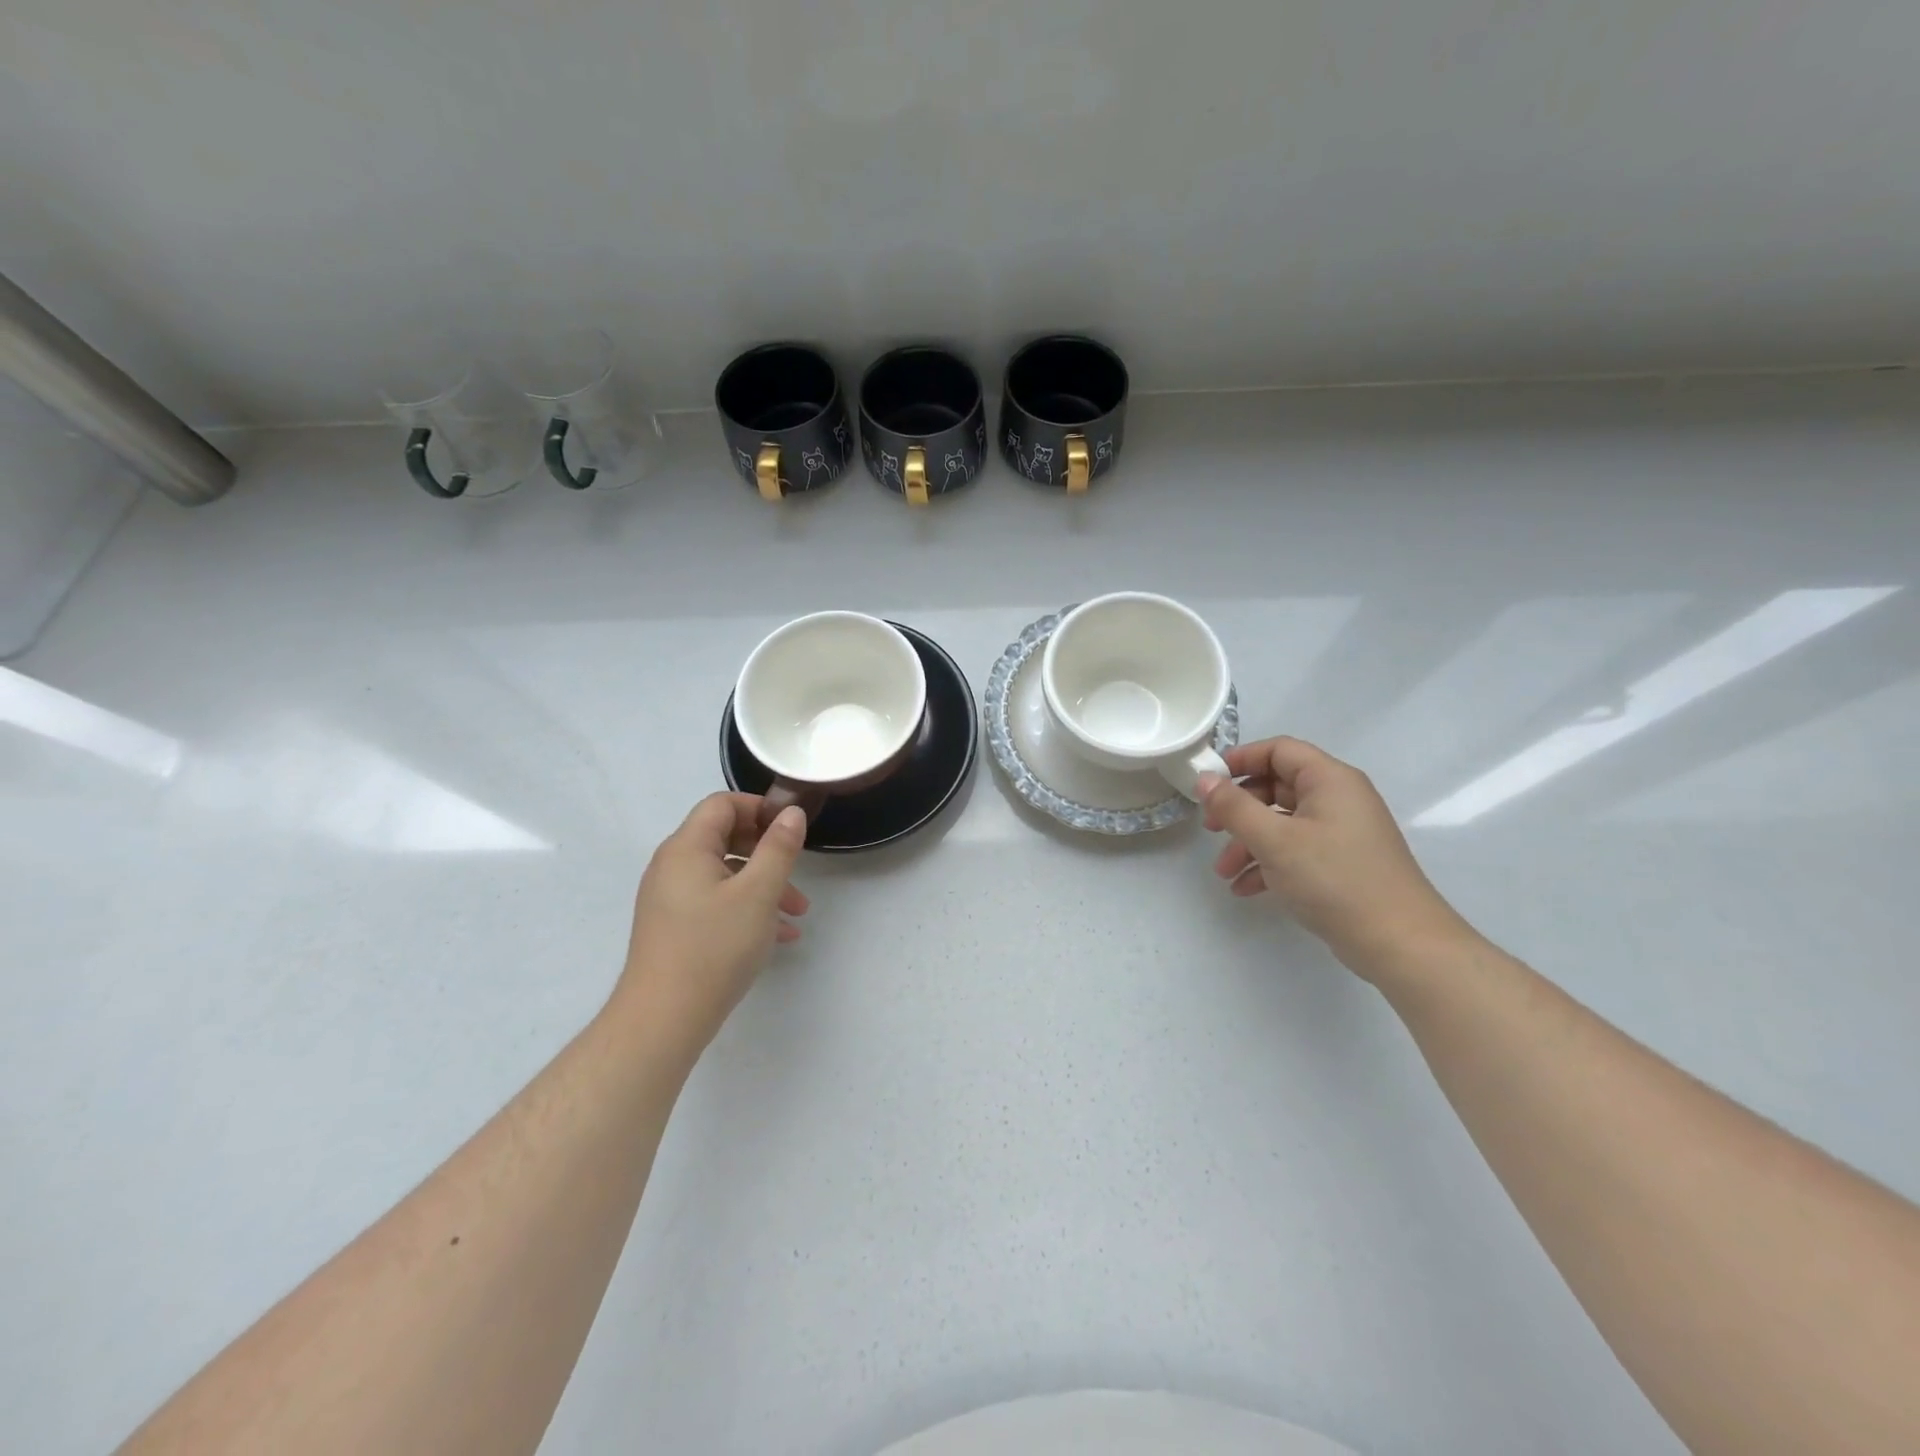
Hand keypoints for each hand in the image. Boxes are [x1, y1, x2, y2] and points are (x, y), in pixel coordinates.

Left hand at [614, 793, 809, 1053]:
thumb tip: (791, 813)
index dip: (759, 808)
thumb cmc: (714, 948)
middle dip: (767, 851)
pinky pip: (716, 901)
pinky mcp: (674, 926)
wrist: (662, 1020)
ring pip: (725, 874)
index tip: (791, 829)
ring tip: (797, 913)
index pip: (722, 804)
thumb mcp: (759, 894)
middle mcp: (672, 866)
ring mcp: (670, 898)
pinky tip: (778, 936)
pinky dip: (747, 908)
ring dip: (764, 884)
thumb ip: (779, 848)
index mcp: (687, 848)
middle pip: (725, 837)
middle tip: (797, 870)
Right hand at [1201, 737, 1467, 974]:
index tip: (1208, 781)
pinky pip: (1295, 850)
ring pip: (1282, 823)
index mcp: (1330, 780)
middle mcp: (1338, 798)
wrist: (1399, 943)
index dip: (1240, 759)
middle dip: (1239, 809)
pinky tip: (1245, 889)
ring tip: (1223, 872)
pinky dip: (1268, 864)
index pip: (1279, 750)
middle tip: (1210, 828)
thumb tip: (1204, 779)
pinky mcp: (1340, 863)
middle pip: (1277, 787)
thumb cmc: (1334, 879)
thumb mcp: (1275, 840)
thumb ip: (1234, 807)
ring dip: (1248, 842)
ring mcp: (1341, 832)